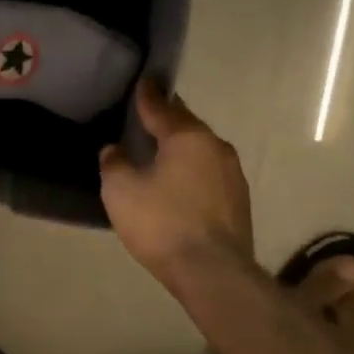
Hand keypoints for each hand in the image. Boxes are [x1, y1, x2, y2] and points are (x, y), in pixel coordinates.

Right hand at [101, 81, 253, 289]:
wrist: (213, 272)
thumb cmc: (162, 223)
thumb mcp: (121, 191)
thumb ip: (115, 163)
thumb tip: (116, 150)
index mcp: (187, 137)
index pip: (161, 107)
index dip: (146, 96)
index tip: (142, 82)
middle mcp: (215, 147)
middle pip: (186, 125)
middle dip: (167, 119)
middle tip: (147, 116)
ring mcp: (232, 174)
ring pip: (201, 149)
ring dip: (181, 147)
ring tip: (161, 151)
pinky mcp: (238, 200)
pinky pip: (209, 173)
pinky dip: (192, 170)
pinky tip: (179, 183)